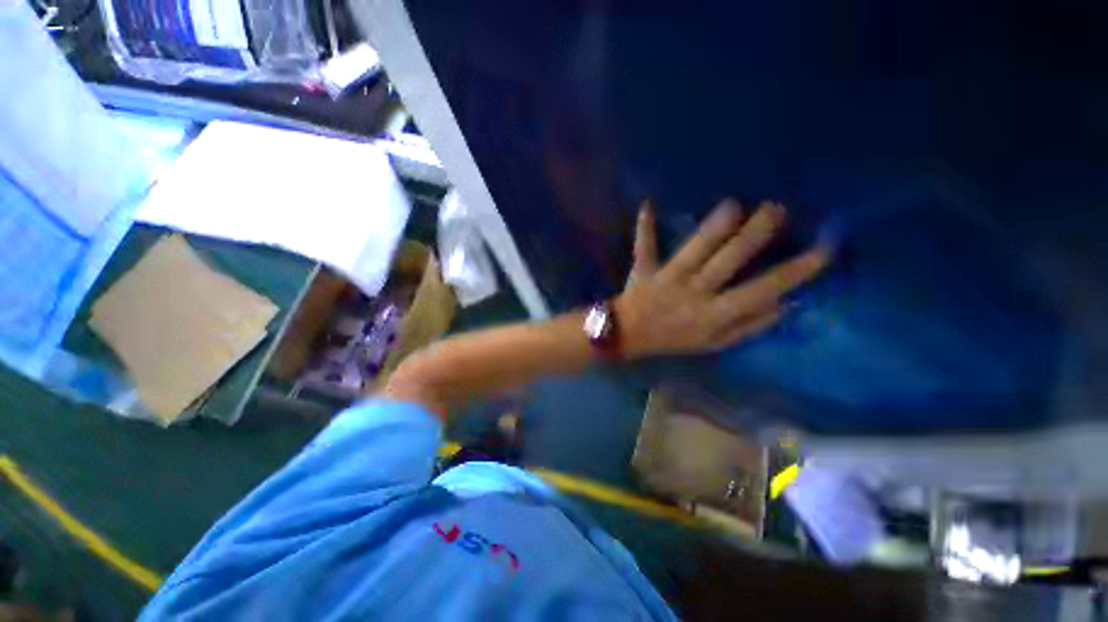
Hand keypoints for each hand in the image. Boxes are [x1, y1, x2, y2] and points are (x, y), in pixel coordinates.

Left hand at [615, 198, 828, 358]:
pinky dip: (645, 227)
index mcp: (715, 313)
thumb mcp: (716, 342)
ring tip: (734, 204)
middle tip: (777, 209)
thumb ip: (750, 325)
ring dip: (713, 228)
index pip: (762, 290)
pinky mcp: (643, 270)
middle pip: (729, 261)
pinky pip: (644, 247)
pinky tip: (647, 204)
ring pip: (693, 251)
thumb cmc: (675, 339)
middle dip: (755, 235)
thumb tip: (788, 303)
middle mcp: (694, 292)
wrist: (630, 336)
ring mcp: (667, 279)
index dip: (795, 271)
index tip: (824, 248)